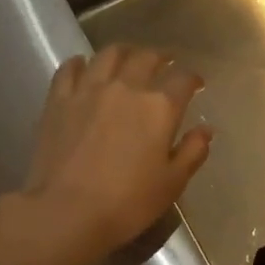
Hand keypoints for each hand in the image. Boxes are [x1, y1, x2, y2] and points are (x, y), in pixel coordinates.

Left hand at [18, 44, 211, 257]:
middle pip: (146, 58)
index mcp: (159, 107)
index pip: (183, 80)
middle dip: (160, 57)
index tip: (196, 84)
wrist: (67, 212)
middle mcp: (126, 87)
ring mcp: (88, 90)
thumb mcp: (172, 183)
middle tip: (165, 63)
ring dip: (124, 52)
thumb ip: (192, 152)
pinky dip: (81, 63)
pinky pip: (69, 68)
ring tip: (128, 58)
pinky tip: (84, 66)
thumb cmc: (128, 202)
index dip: (193, 79)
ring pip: (109, 55)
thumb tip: (206, 130)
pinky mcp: (58, 100)